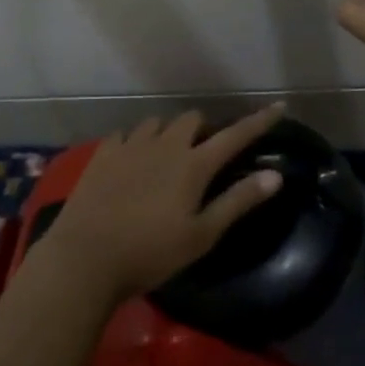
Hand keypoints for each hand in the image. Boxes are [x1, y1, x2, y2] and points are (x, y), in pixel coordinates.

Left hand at [36, 105, 287, 304]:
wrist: (85, 259)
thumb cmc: (151, 253)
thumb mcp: (202, 235)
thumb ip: (238, 201)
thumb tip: (276, 175)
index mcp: (194, 164)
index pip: (235, 135)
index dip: (259, 121)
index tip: (278, 106)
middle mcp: (165, 145)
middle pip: (192, 119)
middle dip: (205, 129)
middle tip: (205, 152)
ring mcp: (131, 145)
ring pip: (158, 122)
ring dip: (170, 132)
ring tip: (168, 154)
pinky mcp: (103, 154)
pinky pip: (126, 133)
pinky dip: (137, 140)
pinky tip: (132, 158)